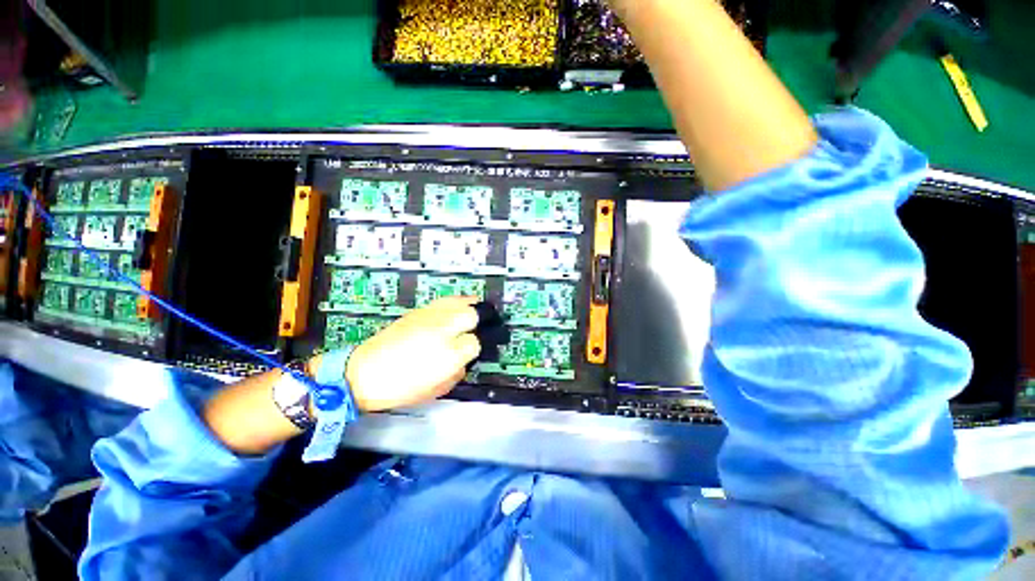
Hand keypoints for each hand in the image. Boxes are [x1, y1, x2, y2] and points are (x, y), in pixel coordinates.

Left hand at [344, 296, 480, 411]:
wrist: (363, 374)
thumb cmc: (401, 387)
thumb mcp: (438, 388)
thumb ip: (458, 371)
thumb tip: (466, 358)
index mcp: (449, 354)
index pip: (476, 342)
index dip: (479, 344)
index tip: (478, 346)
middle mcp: (443, 331)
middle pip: (472, 313)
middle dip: (481, 316)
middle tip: (485, 321)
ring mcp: (430, 317)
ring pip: (458, 301)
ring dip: (470, 304)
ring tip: (475, 306)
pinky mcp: (417, 312)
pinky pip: (443, 301)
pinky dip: (454, 302)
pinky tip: (454, 309)